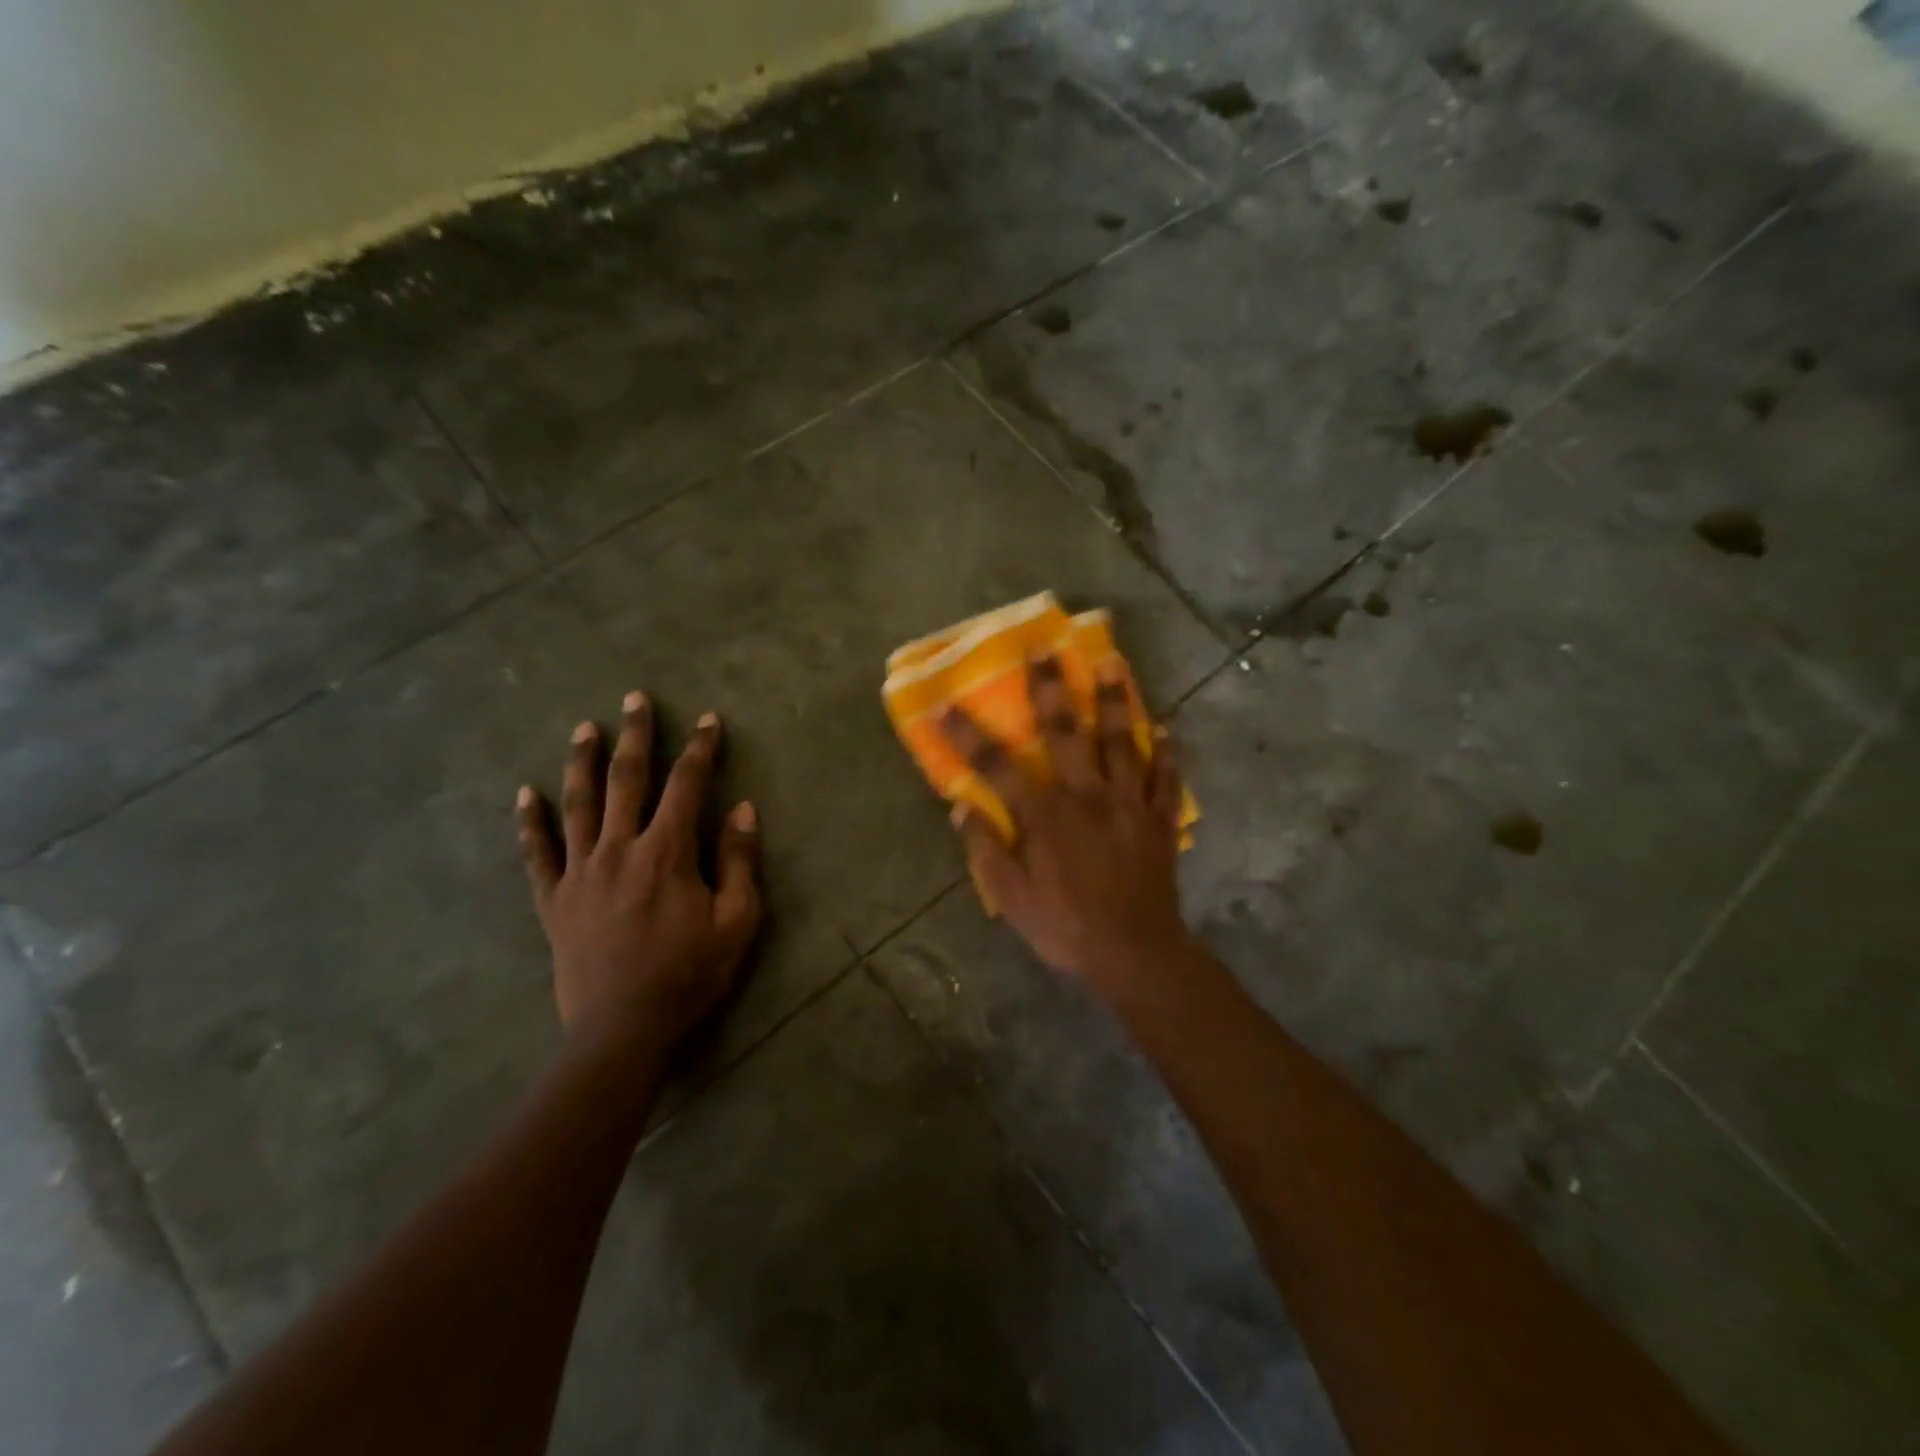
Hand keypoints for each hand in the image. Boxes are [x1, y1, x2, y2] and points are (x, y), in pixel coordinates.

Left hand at [518, 693, 761, 1061]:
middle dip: (636, 736)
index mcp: (667, 852)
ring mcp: (580, 872)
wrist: (622, 1030)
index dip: (700, 749)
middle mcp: (619, 849)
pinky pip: (537, 853)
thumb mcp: (737, 921)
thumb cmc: (689, 974)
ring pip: (578, 804)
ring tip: (584, 728)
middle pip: (627, 780)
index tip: (708, 720)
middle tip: (636, 699)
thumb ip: (739, 861)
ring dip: (582, 762)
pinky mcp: (554, 900)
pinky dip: (529, 822)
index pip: (687, 785)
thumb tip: (743, 808)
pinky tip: (524, 794)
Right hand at [940, 655, 1193, 990]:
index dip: (969, 735)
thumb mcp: (1012, 899)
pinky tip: (1168, 728)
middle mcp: (1088, 795)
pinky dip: (1168, 752)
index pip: (999, 766)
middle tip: (1047, 647)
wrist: (1136, 954)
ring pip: (1124, 741)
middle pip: (1068, 731)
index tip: (946, 703)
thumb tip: (963, 807)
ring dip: (1116, 699)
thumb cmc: (1066, 928)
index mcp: (1047, 814)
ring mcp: (1129, 803)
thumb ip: (986, 850)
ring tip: (1113, 662)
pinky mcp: (1159, 819)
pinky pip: (1166, 778)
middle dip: (1053, 687)